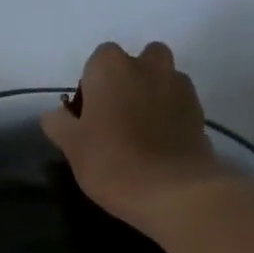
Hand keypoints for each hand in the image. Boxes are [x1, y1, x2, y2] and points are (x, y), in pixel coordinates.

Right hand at [42, 42, 231, 232]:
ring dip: (152, 94)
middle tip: (117, 120)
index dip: (92, 87)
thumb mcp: (72, 147)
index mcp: (111, 67)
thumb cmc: (112, 163)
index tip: (89, 117)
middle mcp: (147, 65)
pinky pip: (178, 103)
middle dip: (127, 82)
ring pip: (162, 79)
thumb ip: (59, 124)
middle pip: (136, 63)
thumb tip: (54, 115)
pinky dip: (170, 115)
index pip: (97, 62)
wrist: (173, 190)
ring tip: (142, 132)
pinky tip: (161, 144)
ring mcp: (178, 85)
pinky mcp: (199, 109)